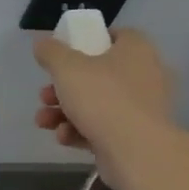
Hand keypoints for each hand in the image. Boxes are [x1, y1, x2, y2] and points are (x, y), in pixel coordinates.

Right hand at [33, 27, 176, 183]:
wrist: (137, 153)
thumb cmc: (103, 98)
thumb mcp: (66, 67)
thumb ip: (51, 52)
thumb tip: (43, 44)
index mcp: (136, 50)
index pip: (115, 36)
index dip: (87, 41)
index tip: (64, 54)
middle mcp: (145, 75)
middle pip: (98, 74)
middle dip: (64, 87)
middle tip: (44, 95)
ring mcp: (143, 109)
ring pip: (98, 103)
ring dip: (65, 111)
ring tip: (44, 121)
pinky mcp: (137, 137)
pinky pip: (104, 127)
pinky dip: (81, 130)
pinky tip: (64, 137)